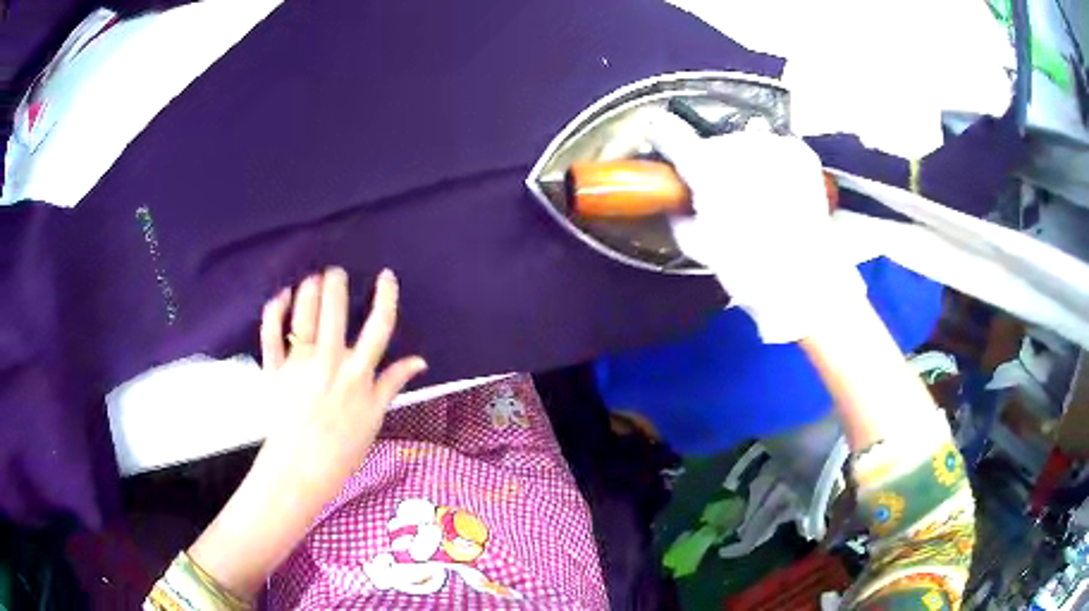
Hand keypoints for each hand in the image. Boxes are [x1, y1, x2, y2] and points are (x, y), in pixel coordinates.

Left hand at [255, 267, 426, 495]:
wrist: (301, 467)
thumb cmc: (342, 447)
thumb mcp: (374, 417)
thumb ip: (392, 383)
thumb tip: (419, 361)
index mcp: (358, 375)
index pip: (379, 327)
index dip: (386, 297)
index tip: (386, 276)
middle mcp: (330, 363)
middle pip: (335, 312)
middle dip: (336, 284)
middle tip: (336, 272)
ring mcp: (299, 365)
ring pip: (304, 316)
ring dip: (308, 291)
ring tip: (313, 278)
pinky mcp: (274, 370)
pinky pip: (271, 335)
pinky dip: (274, 312)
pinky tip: (281, 297)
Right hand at [647, 113, 862, 342]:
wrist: (805, 278)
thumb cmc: (747, 267)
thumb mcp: (699, 246)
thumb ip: (679, 216)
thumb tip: (676, 204)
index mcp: (706, 166)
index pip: (669, 131)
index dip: (663, 137)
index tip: (666, 144)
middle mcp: (739, 145)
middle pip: (714, 143)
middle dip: (714, 164)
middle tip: (724, 197)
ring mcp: (773, 145)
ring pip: (747, 144)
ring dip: (745, 163)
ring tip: (757, 197)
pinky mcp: (800, 152)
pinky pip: (776, 148)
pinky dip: (774, 164)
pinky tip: (779, 190)